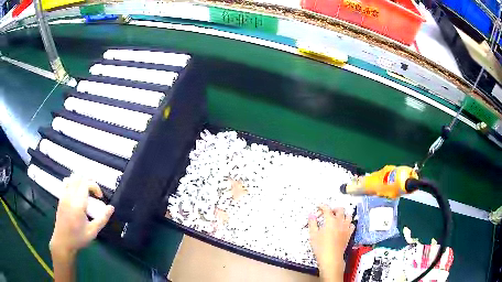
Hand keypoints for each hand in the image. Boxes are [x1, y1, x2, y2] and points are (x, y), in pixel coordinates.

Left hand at [49, 175, 113, 259]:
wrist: (63, 242)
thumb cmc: (78, 238)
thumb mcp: (93, 231)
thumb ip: (102, 219)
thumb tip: (111, 208)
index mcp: (78, 204)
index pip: (86, 184)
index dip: (95, 186)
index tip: (100, 197)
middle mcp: (69, 197)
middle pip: (79, 178)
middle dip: (89, 181)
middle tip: (95, 192)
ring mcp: (64, 196)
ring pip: (72, 178)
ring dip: (80, 180)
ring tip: (86, 189)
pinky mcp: (60, 198)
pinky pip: (66, 182)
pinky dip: (72, 182)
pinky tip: (76, 191)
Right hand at [308, 205, 354, 281]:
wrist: (331, 257)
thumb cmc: (320, 246)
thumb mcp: (313, 235)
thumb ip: (312, 223)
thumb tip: (311, 214)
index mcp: (330, 220)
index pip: (327, 208)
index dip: (322, 206)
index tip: (318, 206)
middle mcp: (340, 221)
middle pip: (340, 209)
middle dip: (334, 209)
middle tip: (328, 213)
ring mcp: (346, 227)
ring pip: (348, 215)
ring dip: (343, 214)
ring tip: (337, 218)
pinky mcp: (349, 234)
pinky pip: (352, 224)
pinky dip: (349, 223)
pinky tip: (344, 226)